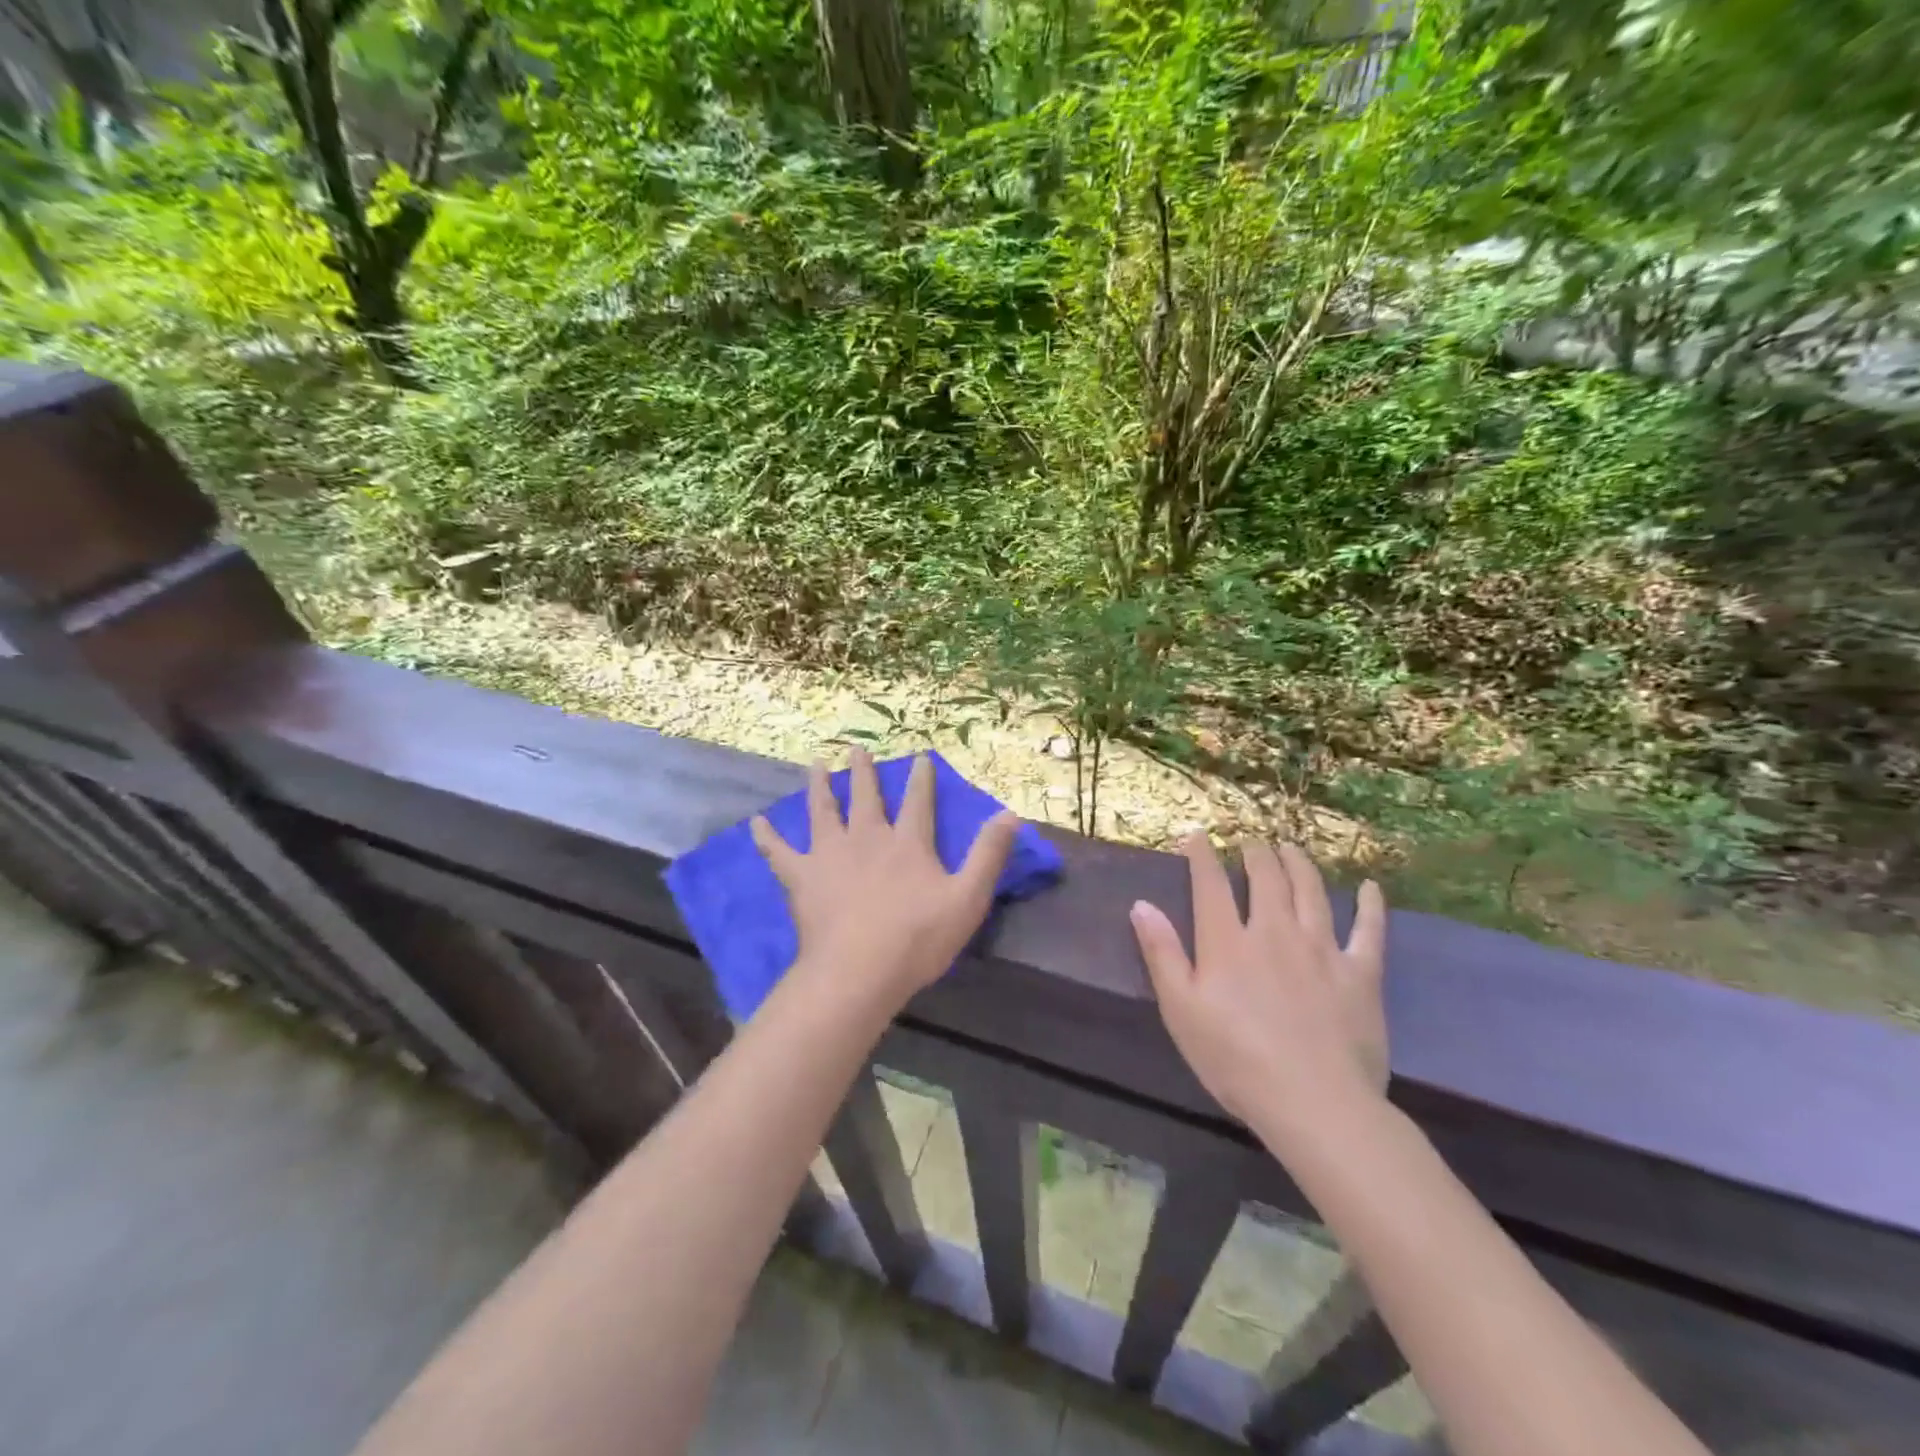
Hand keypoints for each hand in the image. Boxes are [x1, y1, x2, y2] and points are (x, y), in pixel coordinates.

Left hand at [751, 748, 1019, 1012]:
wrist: (859, 971)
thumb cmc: (917, 938)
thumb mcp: (968, 898)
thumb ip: (989, 855)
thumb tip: (1011, 814)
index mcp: (907, 842)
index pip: (918, 801)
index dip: (922, 778)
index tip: (920, 757)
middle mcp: (867, 837)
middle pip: (866, 796)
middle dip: (864, 771)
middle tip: (856, 748)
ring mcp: (830, 854)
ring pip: (823, 811)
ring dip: (820, 787)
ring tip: (816, 765)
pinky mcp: (801, 877)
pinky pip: (779, 852)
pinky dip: (767, 838)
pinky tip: (755, 823)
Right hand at [1129, 836, 1388, 1144]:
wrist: (1313, 1103)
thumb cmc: (1235, 1060)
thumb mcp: (1180, 1010)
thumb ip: (1161, 953)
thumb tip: (1141, 904)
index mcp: (1227, 941)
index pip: (1210, 884)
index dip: (1201, 854)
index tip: (1195, 835)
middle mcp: (1273, 931)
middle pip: (1266, 878)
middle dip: (1255, 853)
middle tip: (1250, 842)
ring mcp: (1321, 949)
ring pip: (1311, 891)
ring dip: (1299, 863)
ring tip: (1291, 848)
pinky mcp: (1360, 973)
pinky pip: (1369, 930)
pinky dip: (1370, 906)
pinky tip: (1369, 888)